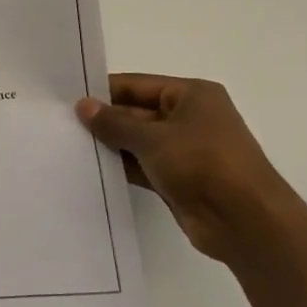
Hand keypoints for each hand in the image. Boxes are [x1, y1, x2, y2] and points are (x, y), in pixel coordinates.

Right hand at [77, 74, 304, 265]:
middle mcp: (190, 118)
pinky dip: (122, 167)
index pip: (137, 85)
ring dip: (111, 145)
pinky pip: (143, 166)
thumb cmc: (203, 163)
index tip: (67, 99)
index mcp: (192, 95)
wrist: (245, 221)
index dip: (104, 92)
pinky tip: (91, 170)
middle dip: (104, 120)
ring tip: (68, 146)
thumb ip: (115, 123)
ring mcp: (185, 151)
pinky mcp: (179, 179)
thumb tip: (82, 106)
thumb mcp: (153, 138)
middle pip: (137, 112)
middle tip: (61, 125)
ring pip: (138, 142)